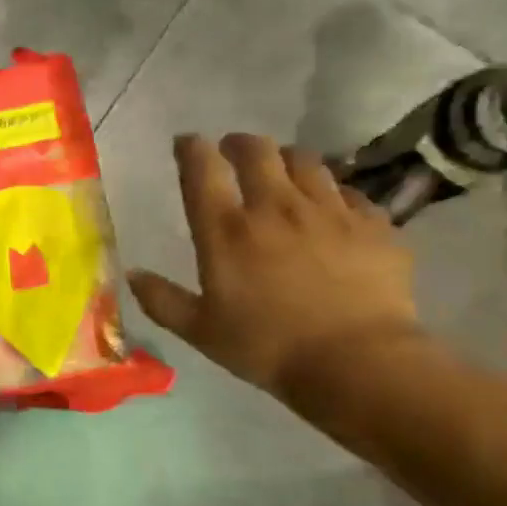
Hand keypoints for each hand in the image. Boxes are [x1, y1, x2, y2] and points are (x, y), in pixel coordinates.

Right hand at [128, 134, 422, 403]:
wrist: (357, 362)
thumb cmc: (266, 346)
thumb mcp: (199, 330)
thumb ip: (161, 299)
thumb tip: (133, 275)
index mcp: (226, 231)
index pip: (202, 170)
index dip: (192, 149)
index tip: (186, 143)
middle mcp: (275, 208)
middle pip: (258, 152)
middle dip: (240, 143)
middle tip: (233, 149)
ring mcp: (329, 212)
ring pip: (306, 162)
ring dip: (287, 158)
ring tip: (281, 168)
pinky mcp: (373, 225)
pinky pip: (350, 192)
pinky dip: (332, 191)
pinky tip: (330, 205)